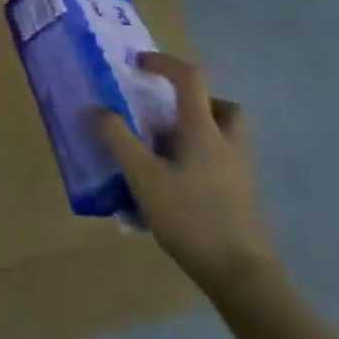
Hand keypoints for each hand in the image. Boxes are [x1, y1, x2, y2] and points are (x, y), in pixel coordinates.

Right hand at [96, 52, 277, 299]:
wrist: (241, 275)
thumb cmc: (192, 218)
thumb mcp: (144, 178)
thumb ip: (119, 140)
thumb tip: (96, 109)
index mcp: (205, 130)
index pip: (189, 79)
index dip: (164, 64)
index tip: (139, 64)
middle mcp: (228, 143)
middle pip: (222, 106)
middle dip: (195, 102)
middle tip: (166, 115)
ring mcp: (240, 172)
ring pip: (226, 136)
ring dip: (199, 132)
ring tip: (166, 151)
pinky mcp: (242, 197)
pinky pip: (223, 163)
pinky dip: (202, 161)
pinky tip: (176, 186)